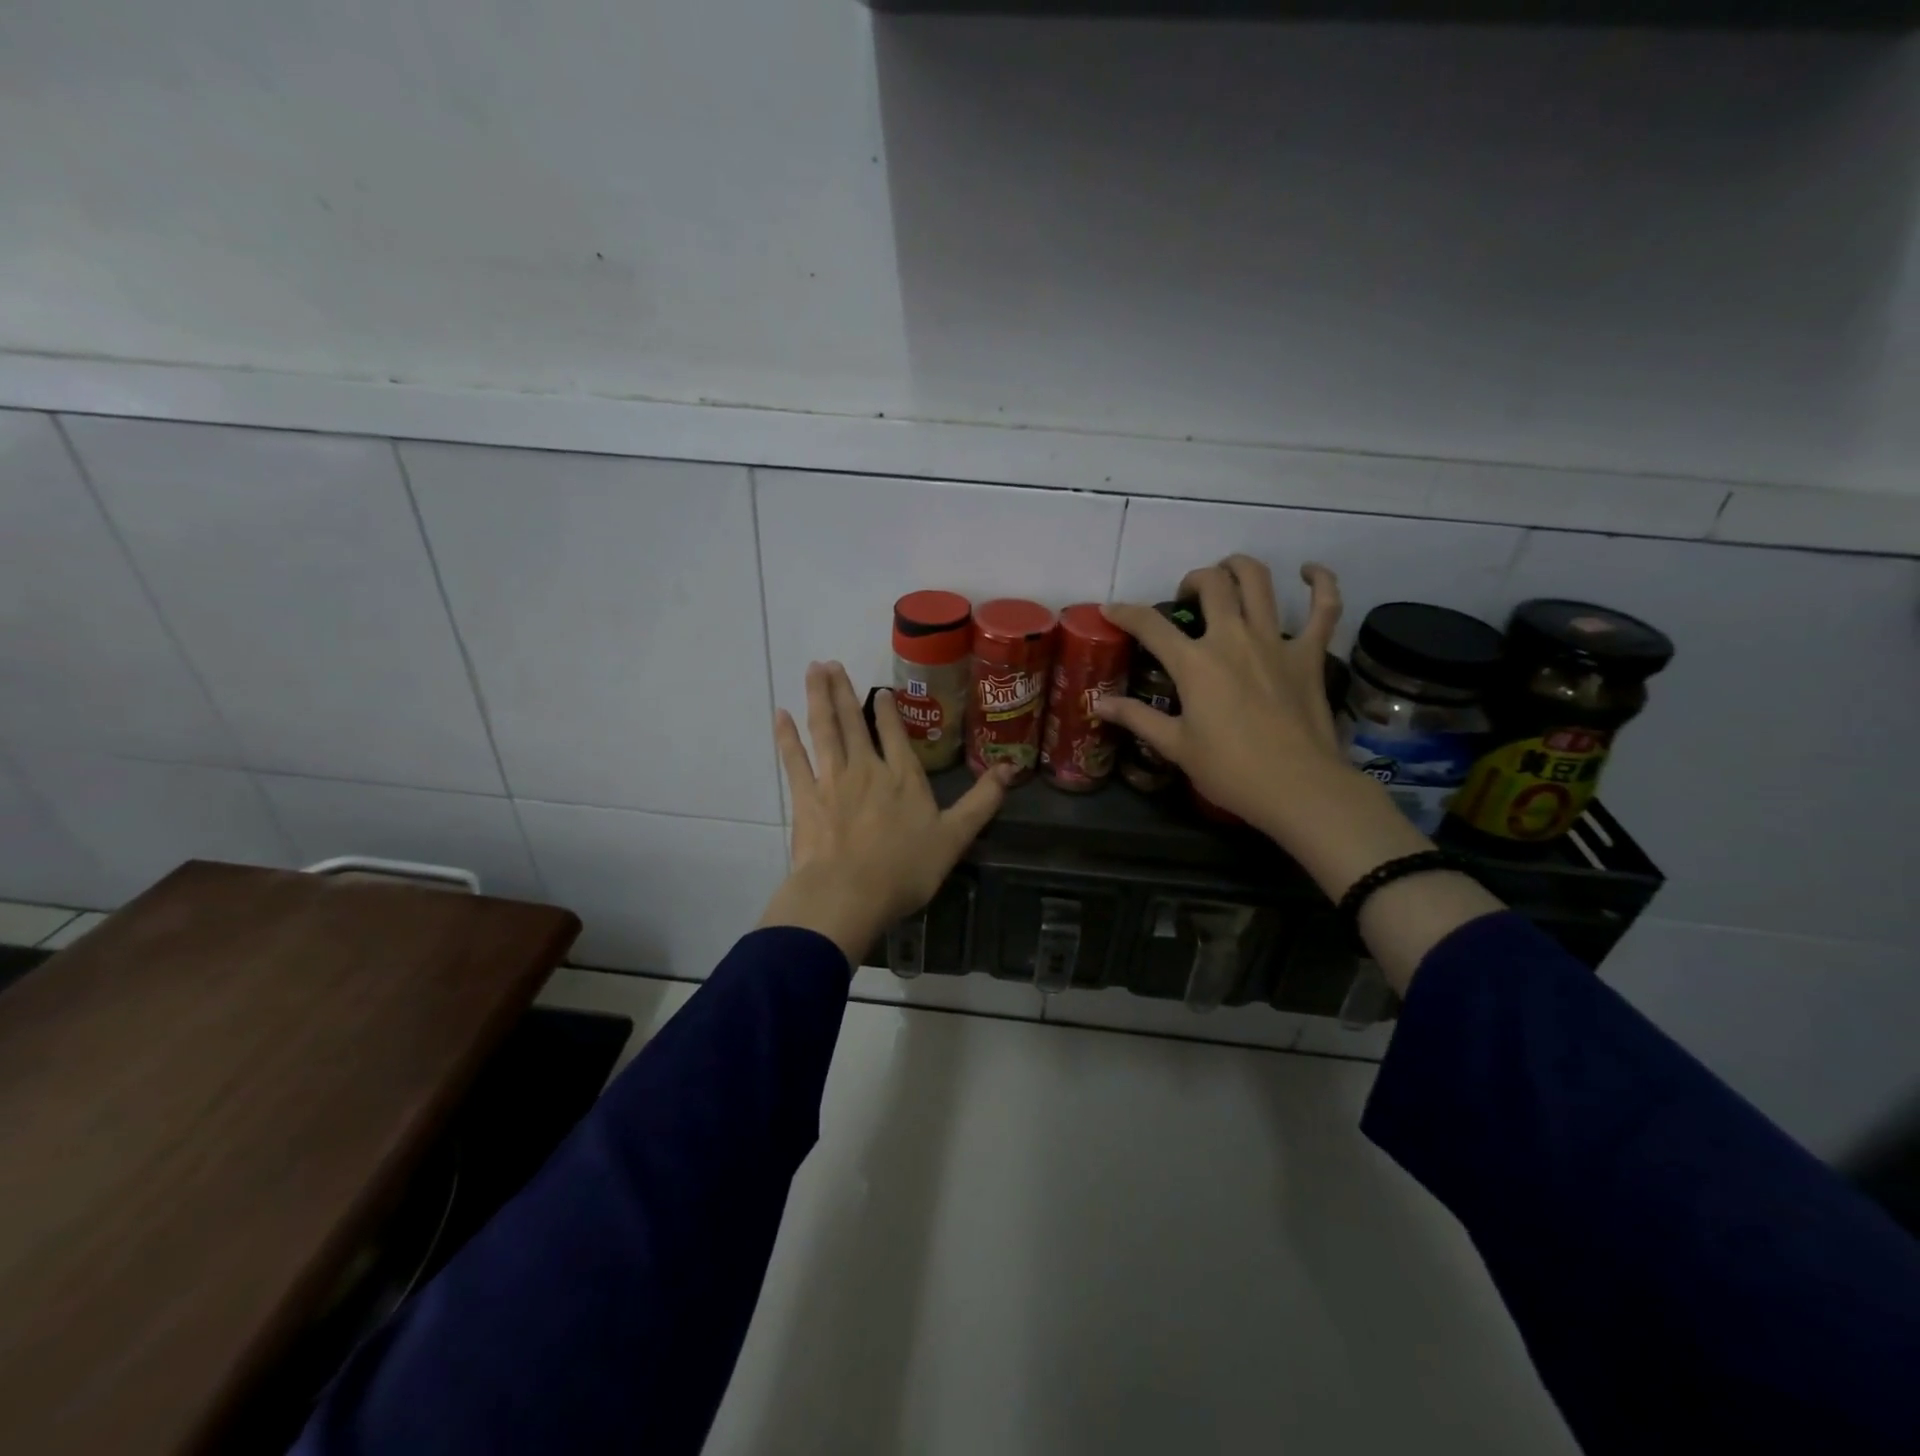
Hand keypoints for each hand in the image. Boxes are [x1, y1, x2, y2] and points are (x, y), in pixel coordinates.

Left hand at [757, 661, 1011, 965]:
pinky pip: (794, 758)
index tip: (879, 690)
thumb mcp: (955, 837)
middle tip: (831, 663)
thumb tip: (1011, 767)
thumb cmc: (905, 869)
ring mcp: (832, 780)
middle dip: (843, 690)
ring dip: (818, 697)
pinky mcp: (805, 797)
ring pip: (824, 729)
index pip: (894, 733)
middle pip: (853, 721)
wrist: (849, 894)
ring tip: (813, 670)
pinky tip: (780, 714)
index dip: (886, 709)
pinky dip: (786, 735)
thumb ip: (982, 801)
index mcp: (903, 777)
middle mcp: (867, 768)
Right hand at [1096, 556, 1503, 992]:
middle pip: (1212, 585)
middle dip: (1192, 581)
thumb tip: (1097, 702)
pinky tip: (1309, 571)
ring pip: (1259, 582)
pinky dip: (1320, 583)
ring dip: (1239, 567)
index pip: (1150, 625)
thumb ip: (1136, 717)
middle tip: (1185, 598)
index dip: (1125, 612)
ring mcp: (1276, 641)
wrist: (1298, 788)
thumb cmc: (1230, 770)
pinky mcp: (1310, 654)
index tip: (1111, 609)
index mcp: (1195, 663)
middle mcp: (1234, 638)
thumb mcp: (1175, 746)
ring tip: (1228, 573)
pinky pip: (1324, 607)